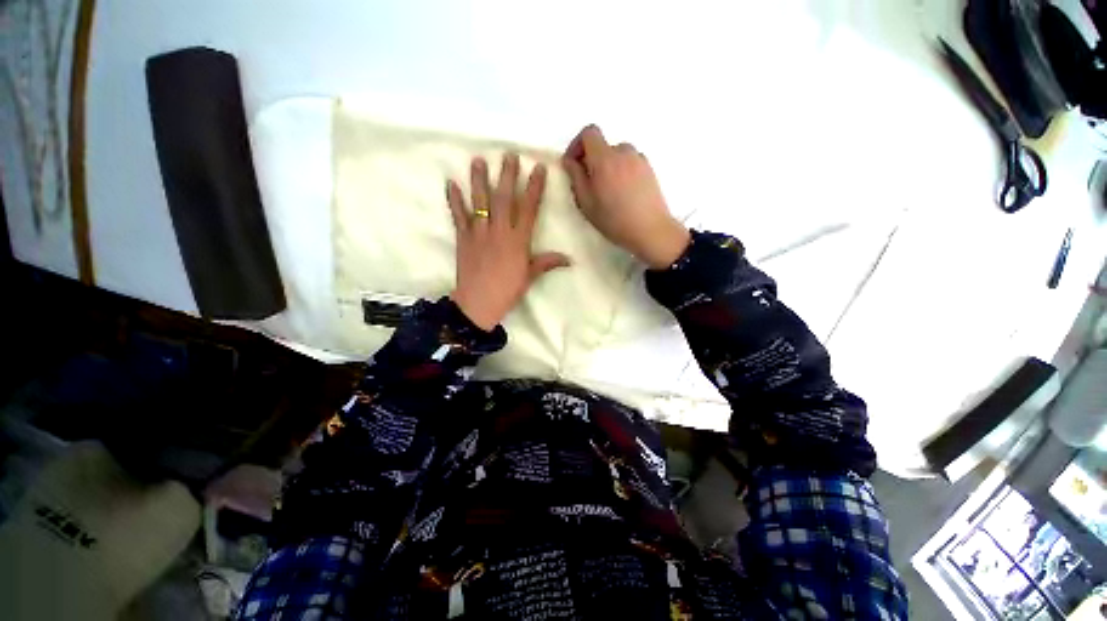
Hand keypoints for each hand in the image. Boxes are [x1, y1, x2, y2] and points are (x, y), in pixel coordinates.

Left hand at [447, 154, 569, 330]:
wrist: (479, 303)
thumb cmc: (508, 290)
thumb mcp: (530, 276)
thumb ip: (547, 263)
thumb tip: (570, 259)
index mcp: (518, 240)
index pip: (529, 209)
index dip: (534, 188)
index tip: (537, 168)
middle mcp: (499, 231)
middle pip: (504, 198)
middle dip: (507, 175)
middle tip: (508, 154)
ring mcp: (479, 233)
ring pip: (480, 202)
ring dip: (479, 180)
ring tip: (478, 160)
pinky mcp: (463, 238)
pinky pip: (458, 216)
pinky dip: (454, 200)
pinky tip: (451, 183)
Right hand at [562, 125, 689, 269]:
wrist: (650, 230)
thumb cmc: (614, 219)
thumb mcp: (586, 202)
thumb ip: (575, 177)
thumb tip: (570, 160)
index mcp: (605, 158)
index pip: (589, 132)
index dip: (577, 145)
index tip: (574, 165)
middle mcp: (623, 152)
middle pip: (603, 146)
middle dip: (592, 161)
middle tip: (590, 185)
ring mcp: (639, 159)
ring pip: (617, 155)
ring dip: (608, 166)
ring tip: (608, 191)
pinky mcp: (649, 169)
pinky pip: (630, 163)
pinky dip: (622, 171)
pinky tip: (623, 193)